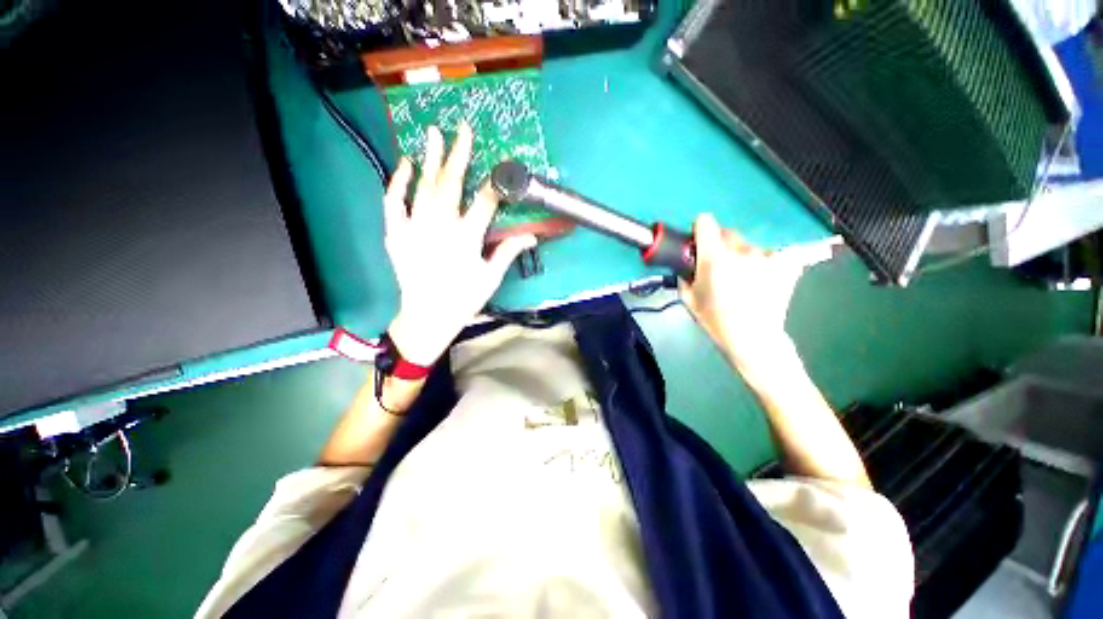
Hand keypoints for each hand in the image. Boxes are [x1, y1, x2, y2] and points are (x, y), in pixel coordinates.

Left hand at [385, 123, 535, 365]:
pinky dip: (398, 182)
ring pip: (423, 187)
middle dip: (459, 155)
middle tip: (463, 129)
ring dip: (430, 159)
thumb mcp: (490, 278)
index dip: (496, 183)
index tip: (501, 166)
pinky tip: (405, 165)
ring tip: (433, 133)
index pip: (485, 203)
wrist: (427, 316)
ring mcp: (414, 228)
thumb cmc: (463, 299)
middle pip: (451, 185)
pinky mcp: (396, 234)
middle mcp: (440, 227)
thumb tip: (531, 236)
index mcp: (466, 239)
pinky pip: (394, 202)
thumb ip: (508, 252)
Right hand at [679, 213, 806, 376]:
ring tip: (743, 279)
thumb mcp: (688, 299)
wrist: (753, 339)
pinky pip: (771, 254)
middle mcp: (741, 250)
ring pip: (748, 246)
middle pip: (727, 233)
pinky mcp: (787, 263)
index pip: (705, 222)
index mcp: (714, 257)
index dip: (700, 229)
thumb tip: (686, 264)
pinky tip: (763, 279)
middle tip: (719, 266)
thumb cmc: (715, 320)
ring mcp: (767, 256)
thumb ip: (684, 275)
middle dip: (720, 245)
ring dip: (742, 255)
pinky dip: (765, 263)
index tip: (698, 241)